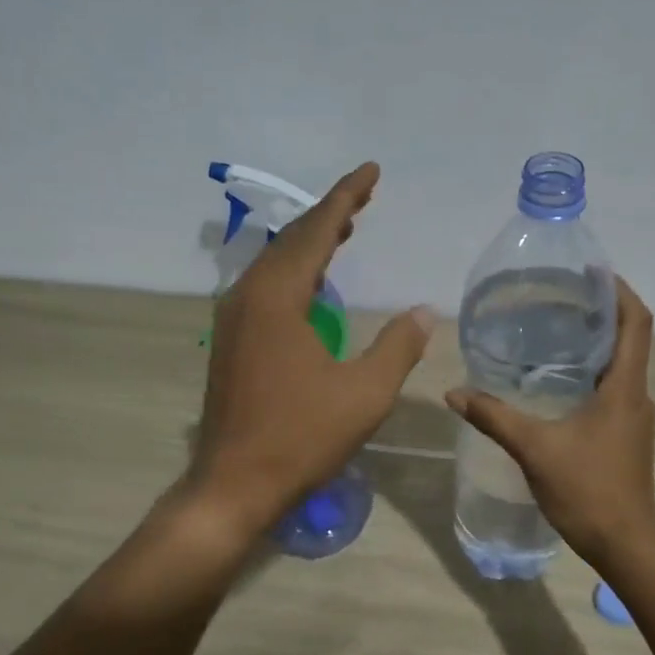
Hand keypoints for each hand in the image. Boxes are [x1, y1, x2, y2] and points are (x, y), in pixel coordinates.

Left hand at [189, 162, 433, 535]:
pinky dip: (296, 274)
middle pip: (293, 241)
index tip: (371, 170)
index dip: (346, 196)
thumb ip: (397, 346)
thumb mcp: (364, 394)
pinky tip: (313, 286)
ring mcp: (234, 320)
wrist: (234, 484)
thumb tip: (424, 312)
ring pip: (276, 265)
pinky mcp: (231, 343)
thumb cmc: (301, 437)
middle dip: (330, 216)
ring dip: (311, 245)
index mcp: (278, 297)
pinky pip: (267, 289)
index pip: (316, 230)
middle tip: (363, 198)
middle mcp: (248, 297)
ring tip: (344, 230)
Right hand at [445, 278, 654, 565]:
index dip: (620, 291)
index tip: (593, 272)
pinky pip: (612, 392)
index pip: (637, 323)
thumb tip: (454, 392)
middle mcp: (637, 397)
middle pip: (629, 340)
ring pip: (620, 368)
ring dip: (595, 346)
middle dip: (601, 313)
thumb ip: (494, 417)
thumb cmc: (587, 490)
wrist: (625, 545)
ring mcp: (634, 420)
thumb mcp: (535, 449)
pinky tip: (557, 385)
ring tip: (555, 333)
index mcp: (625, 389)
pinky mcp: (627, 439)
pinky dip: (591, 376)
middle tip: (560, 298)